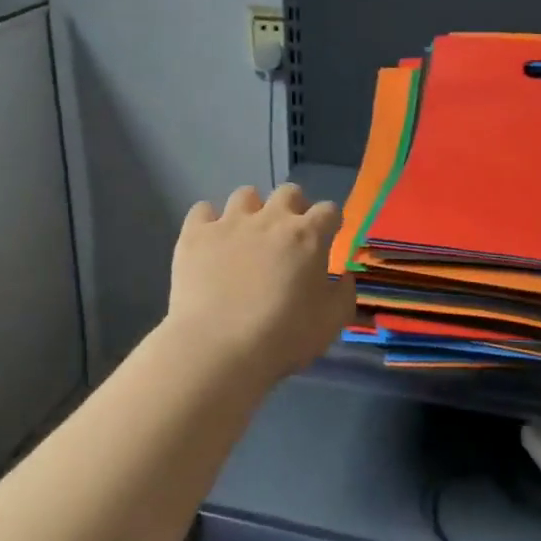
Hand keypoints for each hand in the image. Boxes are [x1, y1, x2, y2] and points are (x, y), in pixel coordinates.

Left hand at [164, 184, 355, 383]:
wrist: (219, 347)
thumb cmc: (283, 337)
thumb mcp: (331, 322)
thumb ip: (344, 294)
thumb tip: (344, 276)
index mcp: (307, 236)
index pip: (329, 210)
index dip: (330, 223)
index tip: (327, 238)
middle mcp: (270, 219)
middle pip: (288, 192)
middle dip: (293, 207)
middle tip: (288, 235)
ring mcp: (230, 223)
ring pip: (245, 194)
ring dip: (252, 210)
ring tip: (247, 235)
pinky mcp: (196, 234)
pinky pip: (202, 211)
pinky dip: (208, 221)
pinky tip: (210, 241)